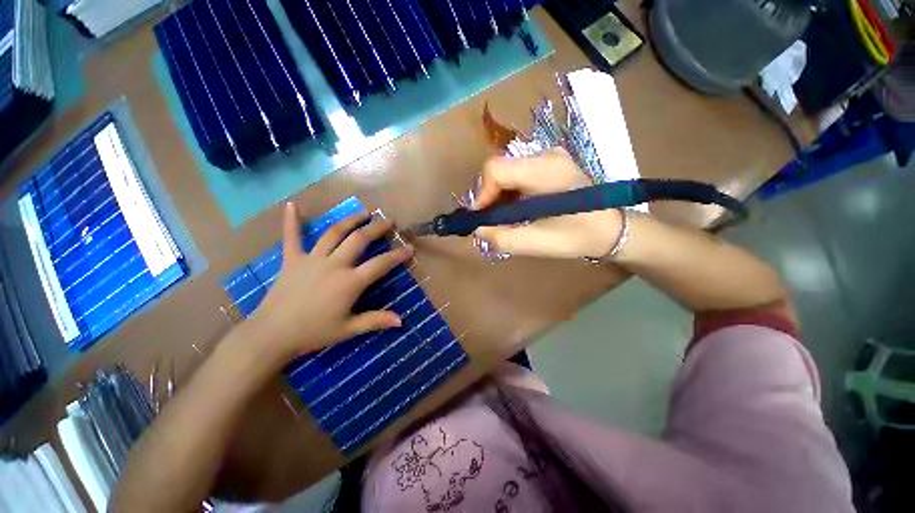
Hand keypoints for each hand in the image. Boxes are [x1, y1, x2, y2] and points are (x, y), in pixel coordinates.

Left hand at [250, 202, 412, 365]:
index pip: (380, 264)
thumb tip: (401, 320)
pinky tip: (292, 205)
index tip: (409, 247)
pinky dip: (291, 221)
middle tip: (389, 221)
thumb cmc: (314, 332)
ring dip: (350, 220)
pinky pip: (291, 237)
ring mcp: (312, 259)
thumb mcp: (348, 329)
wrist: (272, 335)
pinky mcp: (292, 259)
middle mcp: (334, 264)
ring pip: (334, 233)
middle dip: (376, 228)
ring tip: (363, 213)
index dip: (397, 255)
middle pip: (359, 239)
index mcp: (349, 282)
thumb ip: (375, 320)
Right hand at [473, 148, 623, 258]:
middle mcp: (546, 155)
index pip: (496, 169)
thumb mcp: (538, 243)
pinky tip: (517, 209)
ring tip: (505, 218)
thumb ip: (503, 237)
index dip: (483, 194)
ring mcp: (549, 157)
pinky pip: (518, 173)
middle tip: (493, 221)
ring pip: (507, 171)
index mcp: (546, 170)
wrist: (612, 229)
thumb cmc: (578, 237)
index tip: (483, 218)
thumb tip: (479, 228)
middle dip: (490, 196)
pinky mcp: (550, 163)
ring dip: (499, 195)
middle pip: (500, 169)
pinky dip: (510, 192)